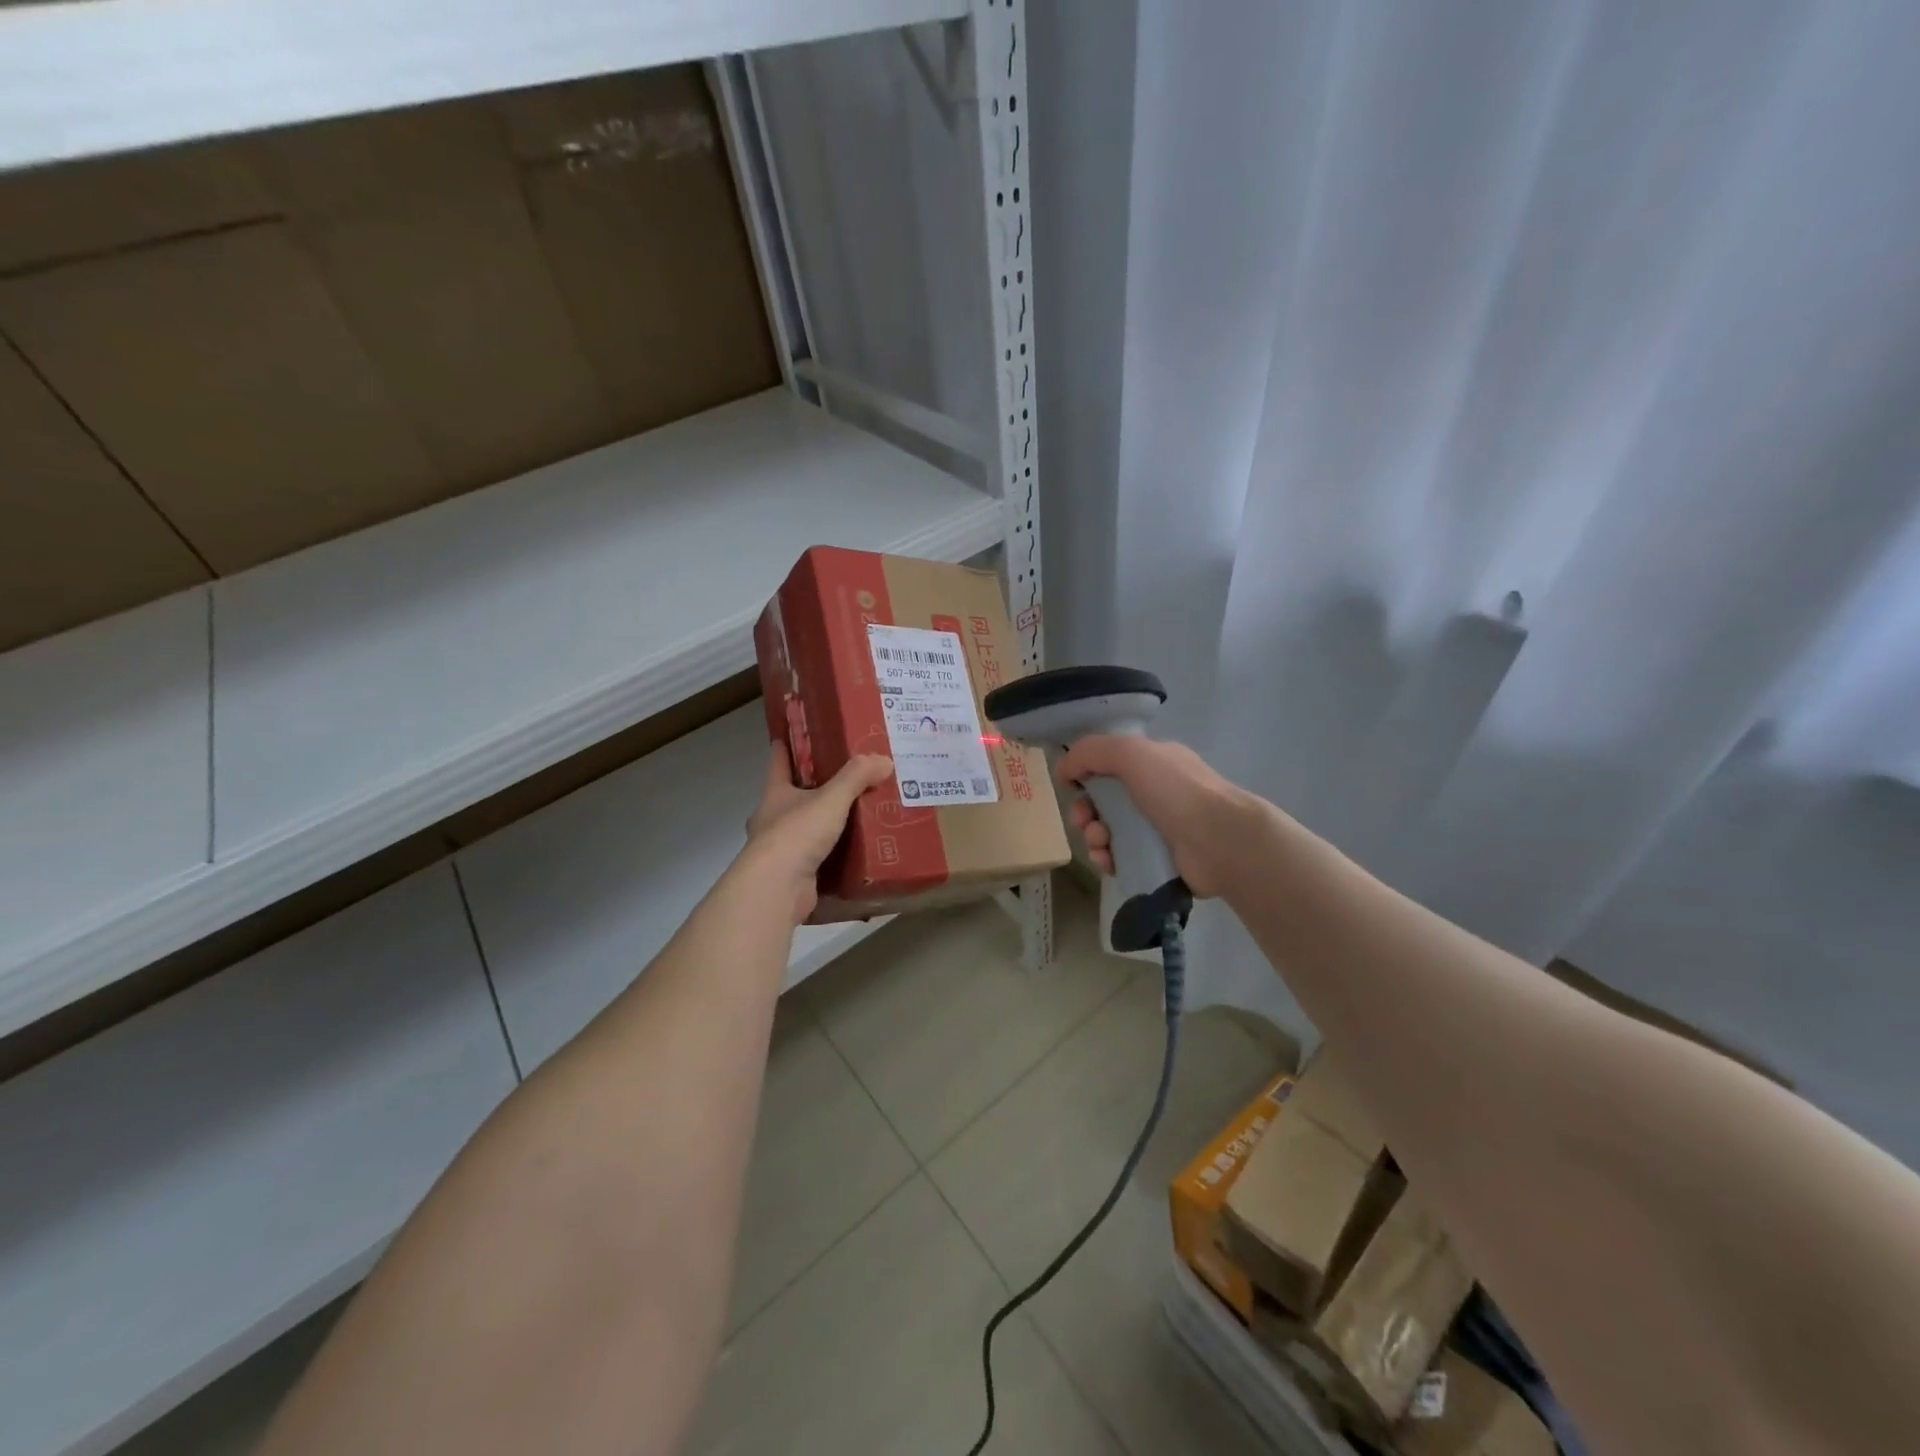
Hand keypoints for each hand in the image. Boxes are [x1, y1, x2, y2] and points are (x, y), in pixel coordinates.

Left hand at [742, 742, 893, 923]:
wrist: (777, 888)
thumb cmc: (796, 833)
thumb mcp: (830, 798)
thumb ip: (856, 777)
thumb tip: (884, 760)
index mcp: (775, 793)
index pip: (779, 760)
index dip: (788, 745)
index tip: (799, 732)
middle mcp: (773, 819)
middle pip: (794, 796)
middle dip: (816, 788)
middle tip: (848, 778)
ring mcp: (781, 850)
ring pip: (806, 829)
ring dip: (827, 824)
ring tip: (860, 815)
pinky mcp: (794, 876)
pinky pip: (817, 859)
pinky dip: (834, 855)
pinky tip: (857, 852)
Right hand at [1054, 735, 1257, 899]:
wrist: (1221, 841)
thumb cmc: (1176, 790)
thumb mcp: (1130, 753)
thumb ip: (1091, 752)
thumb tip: (1063, 769)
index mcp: (1154, 764)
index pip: (1109, 765)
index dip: (1085, 775)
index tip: (1072, 787)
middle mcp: (1156, 794)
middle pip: (1105, 802)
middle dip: (1085, 811)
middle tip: (1083, 821)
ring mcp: (1158, 830)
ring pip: (1110, 832)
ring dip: (1093, 836)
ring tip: (1100, 843)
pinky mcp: (1158, 861)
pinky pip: (1121, 859)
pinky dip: (1108, 859)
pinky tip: (1108, 861)